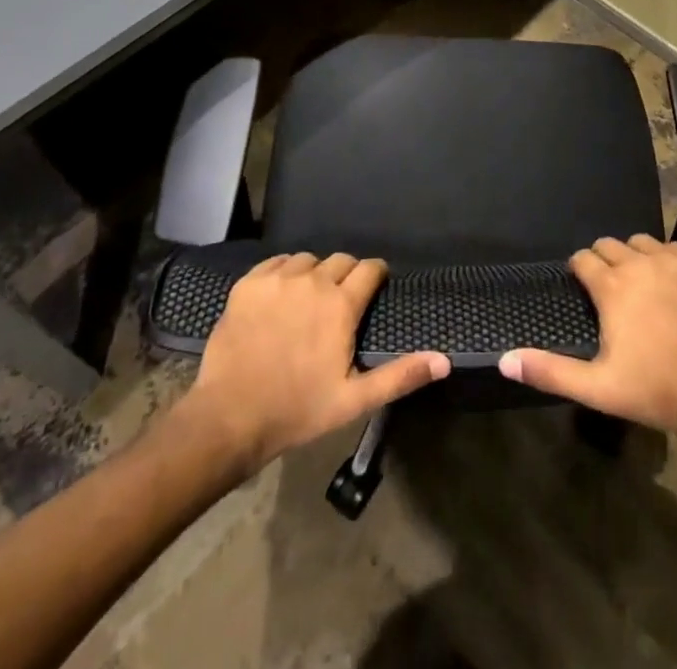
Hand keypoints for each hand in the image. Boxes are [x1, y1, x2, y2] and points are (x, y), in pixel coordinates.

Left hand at [181, 253, 448, 474]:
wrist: (231, 416)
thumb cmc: (298, 409)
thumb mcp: (354, 400)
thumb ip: (401, 376)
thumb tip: (445, 361)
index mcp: (341, 305)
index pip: (369, 269)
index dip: (376, 275)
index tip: (375, 286)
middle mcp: (313, 281)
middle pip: (341, 260)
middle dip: (347, 275)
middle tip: (341, 302)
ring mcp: (278, 279)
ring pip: (308, 260)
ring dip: (315, 274)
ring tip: (309, 299)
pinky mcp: (249, 283)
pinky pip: (276, 263)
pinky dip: (284, 273)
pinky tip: (281, 296)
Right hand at [499, 235, 676, 456]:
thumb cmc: (654, 390)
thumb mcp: (597, 387)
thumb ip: (549, 371)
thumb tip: (504, 360)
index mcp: (612, 286)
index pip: (583, 259)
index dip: (579, 271)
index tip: (583, 288)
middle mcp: (640, 263)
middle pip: (610, 245)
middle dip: (604, 261)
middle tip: (610, 291)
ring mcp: (674, 261)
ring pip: (642, 243)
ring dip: (634, 258)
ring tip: (639, 286)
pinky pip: (674, 249)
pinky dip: (666, 260)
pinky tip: (671, 286)